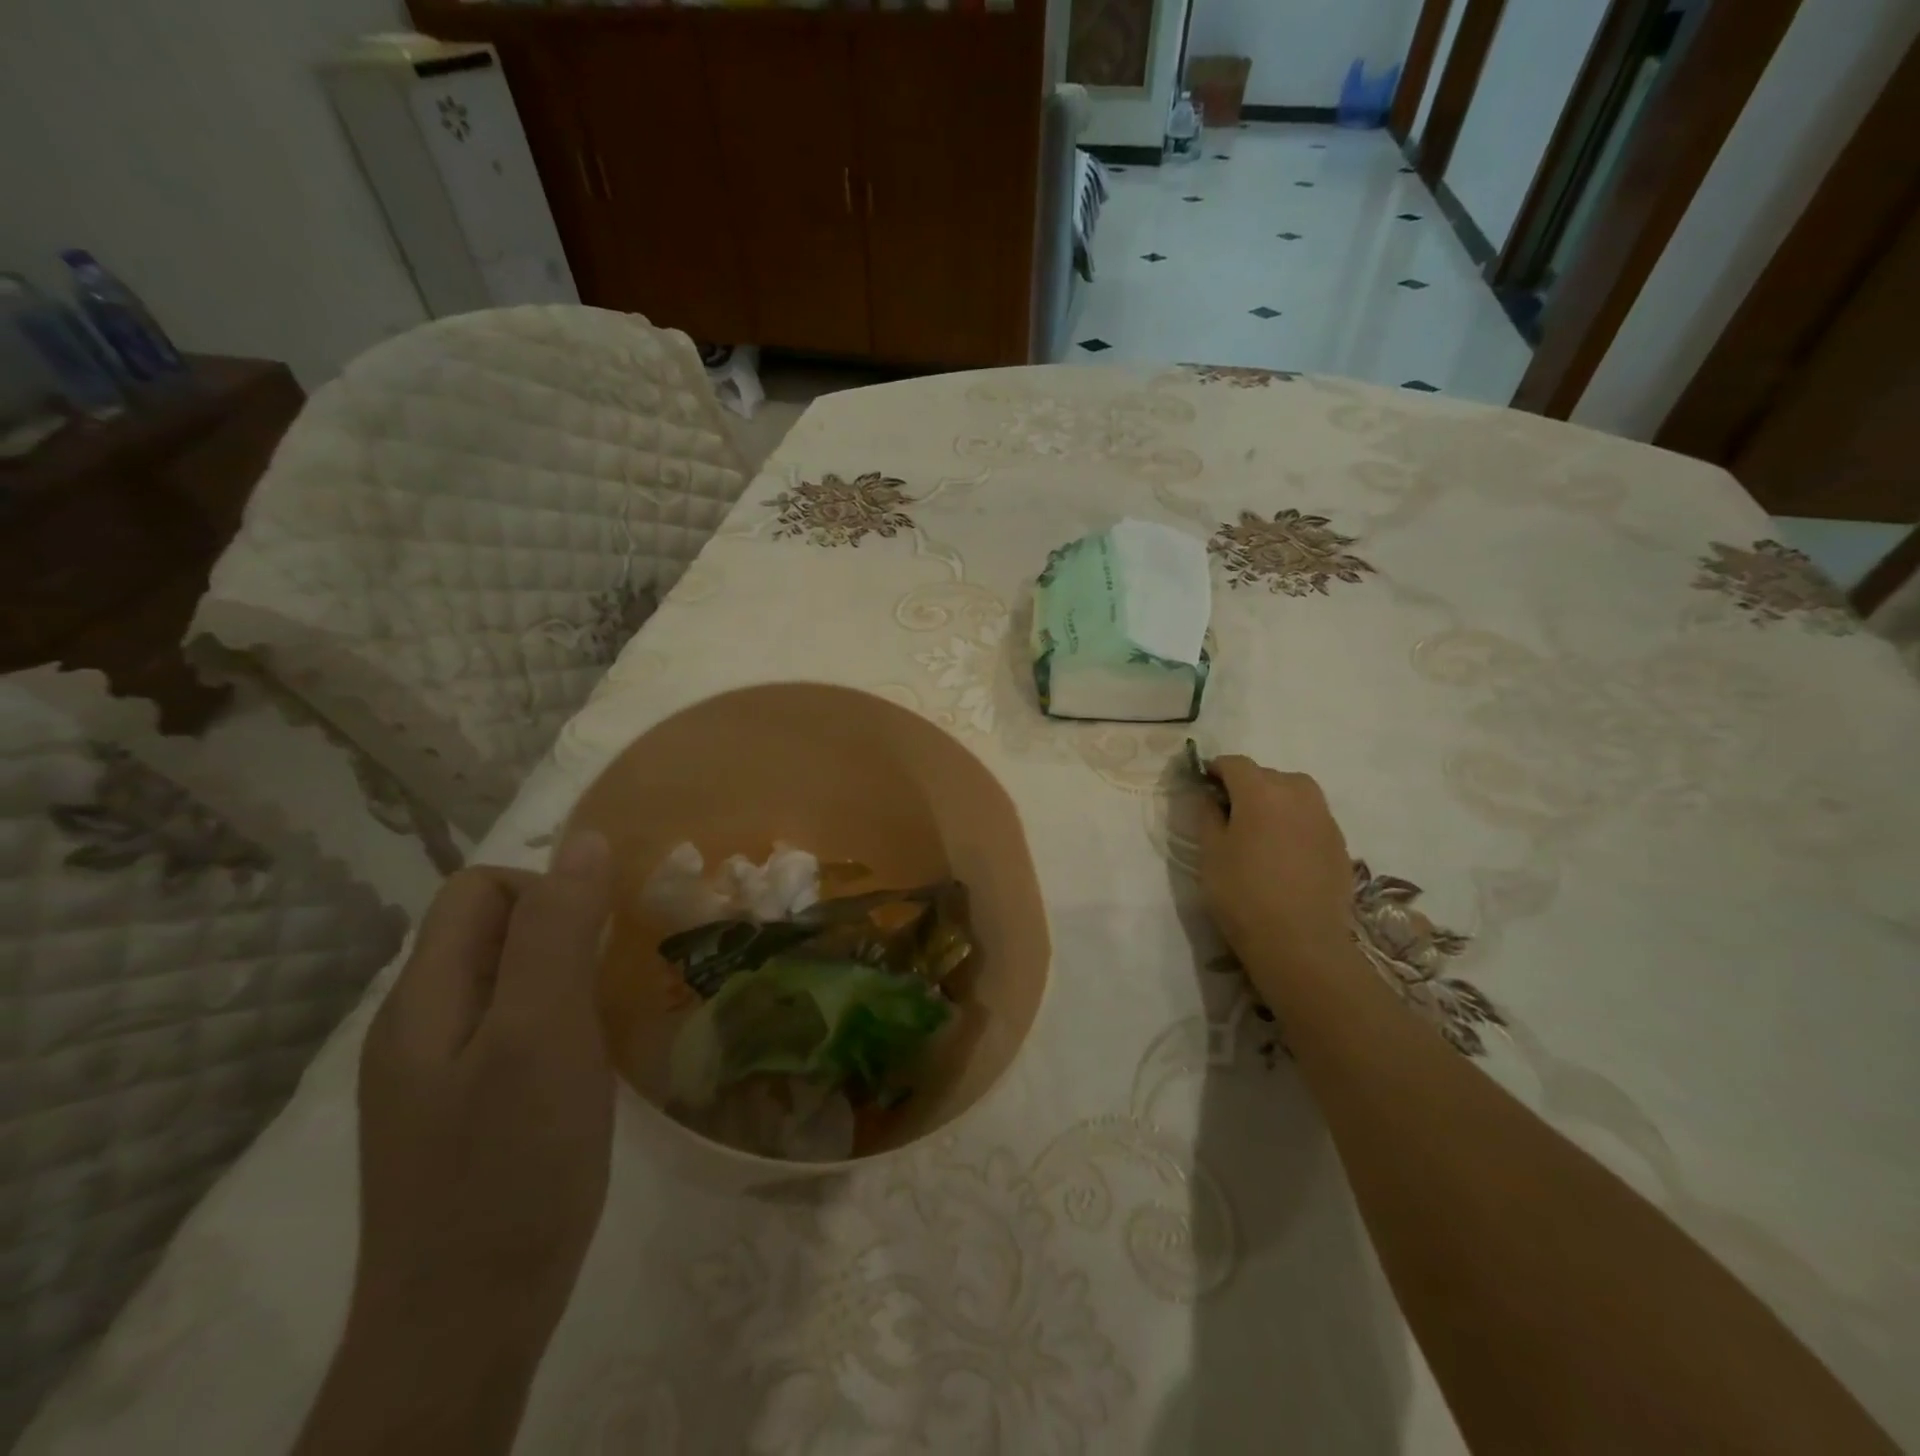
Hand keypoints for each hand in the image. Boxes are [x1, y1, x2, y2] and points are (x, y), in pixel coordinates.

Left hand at [351, 831, 614, 1355]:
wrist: (465, 1328)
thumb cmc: (509, 1168)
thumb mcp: (542, 1035)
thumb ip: (557, 931)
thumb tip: (583, 840)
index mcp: (425, 999)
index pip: (477, 892)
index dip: (545, 888)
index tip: (603, 933)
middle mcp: (421, 1027)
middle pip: (490, 934)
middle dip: (562, 929)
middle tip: (618, 972)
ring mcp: (440, 1076)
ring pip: (507, 984)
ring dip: (566, 976)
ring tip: (616, 1011)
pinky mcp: (466, 1114)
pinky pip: (515, 1032)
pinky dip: (561, 1022)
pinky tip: (595, 1061)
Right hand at [1197, 757, 1353, 995]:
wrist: (1300, 941)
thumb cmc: (1243, 893)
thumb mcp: (1210, 852)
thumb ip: (1207, 815)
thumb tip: (1207, 795)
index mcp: (1261, 790)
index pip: (1235, 764)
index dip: (1216, 770)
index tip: (1203, 786)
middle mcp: (1297, 794)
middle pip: (1267, 775)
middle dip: (1246, 786)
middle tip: (1229, 813)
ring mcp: (1324, 817)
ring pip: (1294, 793)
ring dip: (1275, 801)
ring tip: (1259, 831)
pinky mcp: (1340, 843)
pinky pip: (1311, 818)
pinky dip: (1295, 823)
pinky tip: (1283, 853)